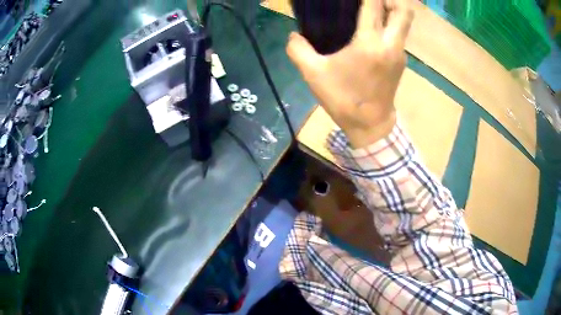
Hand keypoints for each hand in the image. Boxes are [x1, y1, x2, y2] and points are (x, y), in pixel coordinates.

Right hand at [287, 0, 412, 147]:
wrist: (370, 126)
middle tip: (372, 0)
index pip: (375, 5)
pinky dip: (389, 26)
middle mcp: (390, 45)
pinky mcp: (400, 62)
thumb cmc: (343, 100)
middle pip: (404, 11)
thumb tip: (294, 36)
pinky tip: (372, 31)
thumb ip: (298, 50)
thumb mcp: (314, 75)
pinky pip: (398, 35)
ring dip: (391, 11)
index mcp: (370, 44)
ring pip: (403, 23)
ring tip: (370, 9)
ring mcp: (399, 54)